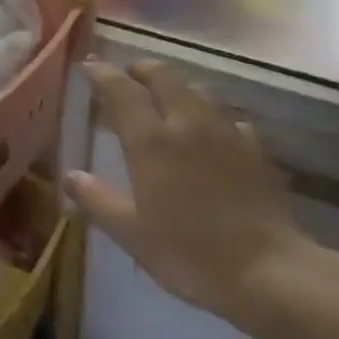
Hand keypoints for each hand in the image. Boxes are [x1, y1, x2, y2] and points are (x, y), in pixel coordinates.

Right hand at [67, 59, 320, 322]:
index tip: (88, 67)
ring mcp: (225, 131)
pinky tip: (210, 133)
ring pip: (197, 89)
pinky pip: (227, 117)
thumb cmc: (188, 252)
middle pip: (162, 75)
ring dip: (175, 86)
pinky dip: (210, 115)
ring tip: (164, 99)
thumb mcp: (131, 233)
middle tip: (126, 76)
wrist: (267, 271)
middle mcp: (186, 122)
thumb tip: (70, 175)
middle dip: (140, 69)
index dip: (102, 73)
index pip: (121, 89)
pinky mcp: (254, 148)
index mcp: (150, 139)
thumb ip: (98, 199)